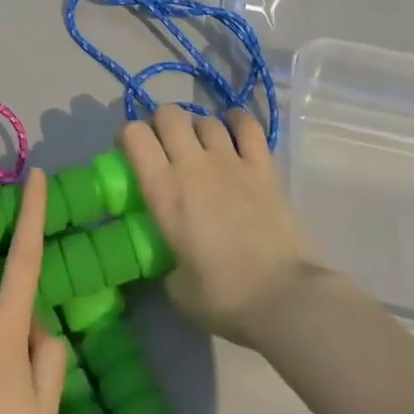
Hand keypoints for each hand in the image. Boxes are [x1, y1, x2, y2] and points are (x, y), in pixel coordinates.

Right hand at [120, 105, 323, 351]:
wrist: (286, 299)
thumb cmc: (225, 297)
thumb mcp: (178, 289)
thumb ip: (167, 265)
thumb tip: (172, 262)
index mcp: (164, 191)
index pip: (134, 135)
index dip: (128, 136)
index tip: (131, 152)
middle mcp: (192, 165)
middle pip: (168, 114)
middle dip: (162, 124)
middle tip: (165, 147)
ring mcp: (230, 161)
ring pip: (205, 119)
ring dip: (198, 128)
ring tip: (202, 148)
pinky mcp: (263, 167)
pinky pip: (246, 126)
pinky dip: (236, 122)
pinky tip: (233, 132)